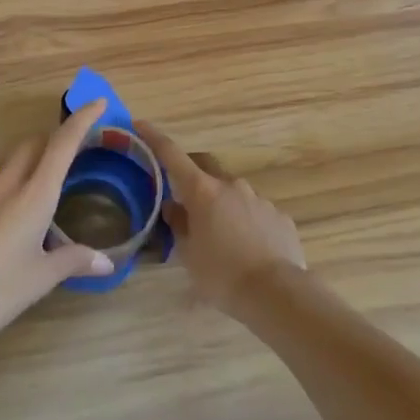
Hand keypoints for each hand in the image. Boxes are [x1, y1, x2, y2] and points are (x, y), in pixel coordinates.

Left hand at [0, 99, 115, 345]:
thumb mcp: (42, 278)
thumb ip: (75, 261)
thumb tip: (107, 262)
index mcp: (34, 195)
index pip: (63, 144)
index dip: (82, 119)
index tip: (97, 103)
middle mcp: (6, 182)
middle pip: (34, 143)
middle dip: (53, 140)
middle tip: (69, 154)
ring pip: (7, 159)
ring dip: (27, 160)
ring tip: (34, 185)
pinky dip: (2, 179)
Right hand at [138, 120, 303, 316]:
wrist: (277, 294)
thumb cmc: (222, 275)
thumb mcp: (188, 255)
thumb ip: (178, 225)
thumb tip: (173, 207)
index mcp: (203, 191)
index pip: (172, 155)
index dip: (154, 138)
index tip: (141, 125)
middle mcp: (231, 186)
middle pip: (206, 167)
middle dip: (193, 175)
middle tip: (185, 197)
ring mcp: (259, 198)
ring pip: (233, 192)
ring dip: (222, 205)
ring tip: (220, 237)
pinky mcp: (279, 216)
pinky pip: (256, 212)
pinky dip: (246, 222)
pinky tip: (248, 249)